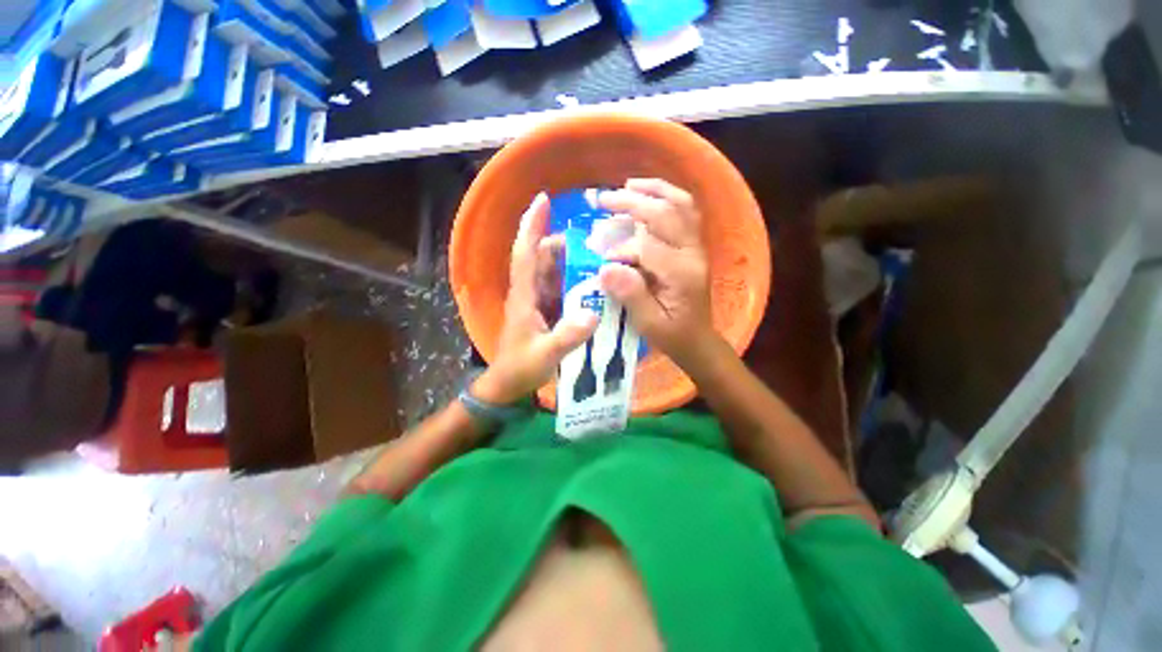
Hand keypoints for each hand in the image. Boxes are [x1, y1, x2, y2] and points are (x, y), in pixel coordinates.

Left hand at [473, 193, 598, 404]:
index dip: (532, 226)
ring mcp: (537, 302)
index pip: (525, 254)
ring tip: (597, 259)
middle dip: (561, 244)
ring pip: (551, 273)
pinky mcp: (545, 311)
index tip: (542, 200)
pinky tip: (592, 285)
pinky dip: (574, 283)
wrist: (508, 385)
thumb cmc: (520, 368)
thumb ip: (568, 336)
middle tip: (592, 241)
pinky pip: (560, 289)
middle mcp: (529, 292)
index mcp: (523, 296)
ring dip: (570, 263)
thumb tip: (593, 313)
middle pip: (541, 258)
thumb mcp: (545, 354)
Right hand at [597, 179, 718, 365]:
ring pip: (680, 205)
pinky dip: (667, 197)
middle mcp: (693, 253)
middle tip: (601, 199)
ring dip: (653, 190)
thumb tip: (605, 267)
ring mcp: (696, 246)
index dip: (620, 247)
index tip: (600, 258)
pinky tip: (649, 195)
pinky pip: (685, 212)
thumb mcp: (649, 324)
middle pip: (664, 214)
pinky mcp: (694, 246)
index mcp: (681, 274)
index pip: (647, 246)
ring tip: (627, 186)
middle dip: (630, 203)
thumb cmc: (673, 335)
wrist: (698, 340)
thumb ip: (630, 295)